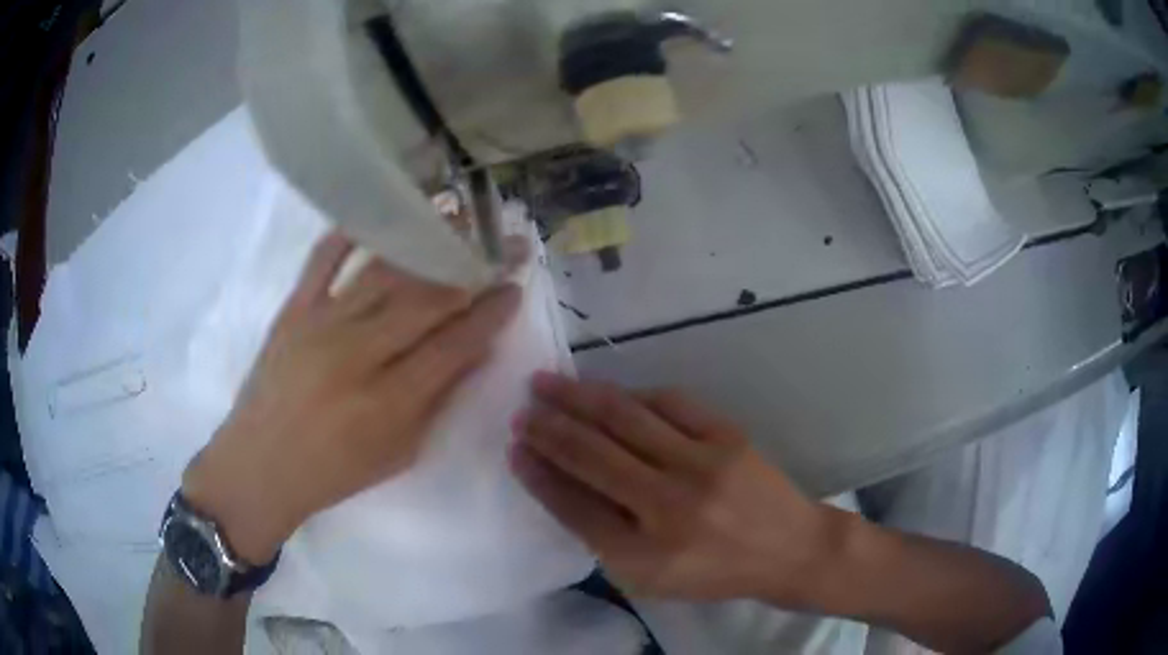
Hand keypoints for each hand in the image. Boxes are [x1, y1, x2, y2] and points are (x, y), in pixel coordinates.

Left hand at [183, 232, 521, 563]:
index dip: (491, 314)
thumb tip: (478, 350)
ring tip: (460, 218)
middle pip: (427, 299)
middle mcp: (357, 354)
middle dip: (475, 269)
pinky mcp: (292, 310)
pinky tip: (382, 216)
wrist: (260, 465)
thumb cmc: (333, 472)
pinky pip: (323, 259)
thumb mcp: (399, 453)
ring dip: (428, 242)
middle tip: (508, 246)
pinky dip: (352, 234)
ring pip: (384, 272)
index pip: (454, 344)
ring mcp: (321, 325)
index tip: (514, 288)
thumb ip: (439, 400)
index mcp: (389, 401)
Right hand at [511, 373, 832, 604]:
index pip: (574, 507)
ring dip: (578, 398)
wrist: (788, 549)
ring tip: (546, 384)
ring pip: (625, 418)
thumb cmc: (714, 572)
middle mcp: (669, 507)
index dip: (538, 475)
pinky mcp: (727, 436)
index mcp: (645, 556)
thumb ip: (605, 535)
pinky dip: (631, 395)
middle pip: (592, 455)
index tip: (514, 449)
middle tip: (521, 409)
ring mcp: (701, 465)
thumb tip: (560, 482)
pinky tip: (608, 393)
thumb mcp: (652, 577)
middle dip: (548, 428)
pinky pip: (669, 403)